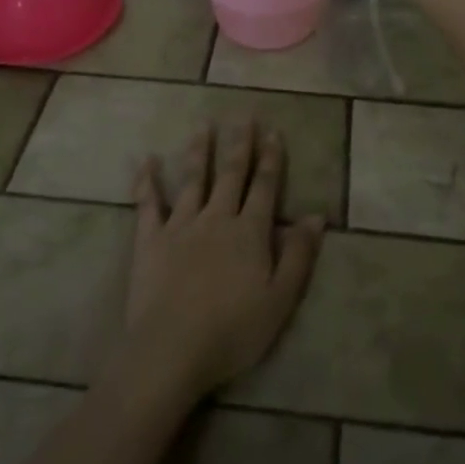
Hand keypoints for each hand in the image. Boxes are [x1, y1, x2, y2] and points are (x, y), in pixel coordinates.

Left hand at [121, 124, 324, 401]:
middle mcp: (216, 218)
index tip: (274, 131)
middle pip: (231, 174)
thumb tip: (316, 215)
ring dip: (199, 150)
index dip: (271, 159)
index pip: (264, 187)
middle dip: (240, 144)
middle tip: (244, 115)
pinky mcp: (150, 240)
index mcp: (249, 232)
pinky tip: (148, 160)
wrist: (172, 348)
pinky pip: (148, 204)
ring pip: (193, 180)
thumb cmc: (233, 330)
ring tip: (203, 124)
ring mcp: (181, 226)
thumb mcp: (280, 299)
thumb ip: (298, 254)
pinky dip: (148, 181)